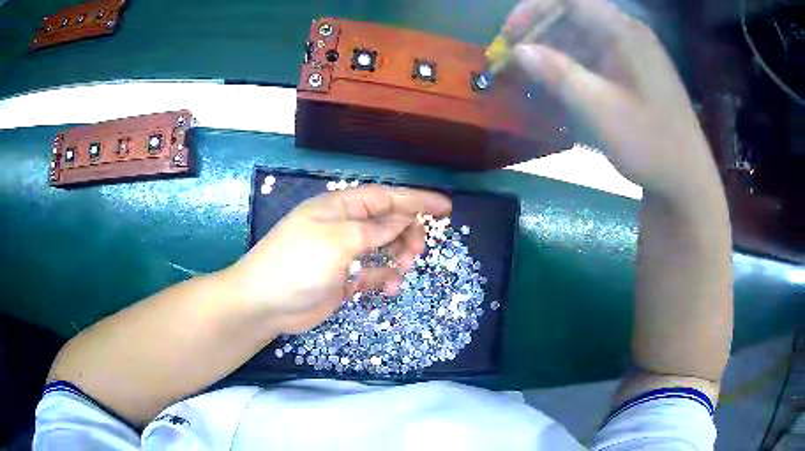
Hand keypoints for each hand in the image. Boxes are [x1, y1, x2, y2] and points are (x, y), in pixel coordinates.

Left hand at [224, 185, 451, 334]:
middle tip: (416, 252)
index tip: (445, 208)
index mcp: (339, 207)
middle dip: (407, 233)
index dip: (416, 200)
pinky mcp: (344, 279)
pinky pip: (373, 273)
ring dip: (397, 257)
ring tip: (402, 270)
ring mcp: (344, 254)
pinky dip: (384, 279)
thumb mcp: (337, 241)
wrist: (265, 304)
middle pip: (387, 222)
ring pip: (383, 248)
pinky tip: (389, 288)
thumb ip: (374, 230)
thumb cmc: (297, 264)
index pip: (385, 197)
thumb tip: (405, 217)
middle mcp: (344, 226)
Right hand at [507, 0, 721, 203]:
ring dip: (554, 50)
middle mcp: (629, 33)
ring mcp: (634, 52)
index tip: (511, 34)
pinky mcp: (635, 72)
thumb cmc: (651, 145)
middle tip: (515, 58)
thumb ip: (560, 75)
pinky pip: (596, 55)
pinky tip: (561, 85)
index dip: (534, 8)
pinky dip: (573, 65)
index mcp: (625, 32)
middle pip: (574, 14)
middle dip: (540, 31)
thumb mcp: (601, 111)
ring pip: (583, 35)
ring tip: (532, 75)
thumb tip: (520, 50)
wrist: (687, 182)